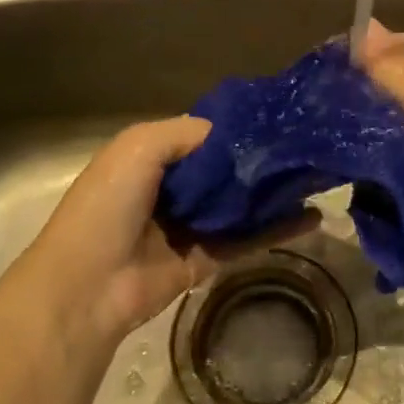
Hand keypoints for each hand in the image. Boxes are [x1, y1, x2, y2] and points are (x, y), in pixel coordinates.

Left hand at [19, 117, 314, 347]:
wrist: (88, 284)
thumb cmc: (109, 204)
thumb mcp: (139, 147)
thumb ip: (187, 133)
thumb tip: (232, 133)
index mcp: (152, 158)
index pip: (205, 138)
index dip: (238, 129)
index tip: (279, 119)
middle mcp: (172, 189)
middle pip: (225, 170)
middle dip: (261, 160)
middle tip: (307, 147)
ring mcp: (190, 226)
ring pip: (240, 204)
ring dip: (274, 193)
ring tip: (316, 177)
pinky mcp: (206, 260)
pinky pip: (246, 239)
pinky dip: (278, 229)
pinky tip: (311, 216)